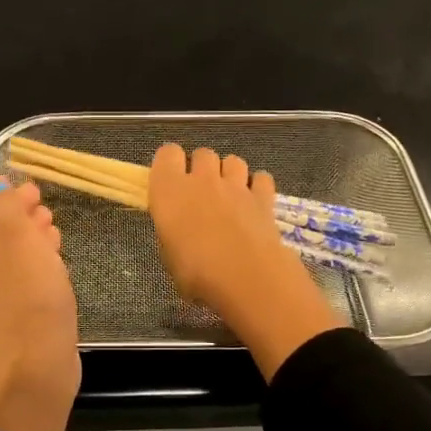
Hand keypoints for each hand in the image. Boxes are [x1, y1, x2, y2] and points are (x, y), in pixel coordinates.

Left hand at [0, 178, 80, 430]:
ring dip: (25, 235)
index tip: (14, 184)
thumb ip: (4, 207)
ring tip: (52, 224)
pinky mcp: (13, 318)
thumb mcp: (16, 242)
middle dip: (9, 212)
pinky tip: (56, 259)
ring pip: (2, 256)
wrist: (36, 370)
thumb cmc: (25, 301)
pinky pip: (18, 279)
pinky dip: (34, 261)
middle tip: (39, 201)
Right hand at [148, 144, 341, 378]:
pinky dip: (258, 186)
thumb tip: (181, 230)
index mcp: (170, 190)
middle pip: (202, 154)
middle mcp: (202, 180)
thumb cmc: (196, 272)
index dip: (169, 164)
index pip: (167, 153)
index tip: (170, 182)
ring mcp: (236, 185)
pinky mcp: (263, 197)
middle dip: (202, 168)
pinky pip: (261, 178)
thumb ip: (173, 232)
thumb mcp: (169, 256)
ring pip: (233, 161)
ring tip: (230, 196)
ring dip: (230, 174)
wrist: (245, 277)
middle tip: (201, 193)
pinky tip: (254, 203)